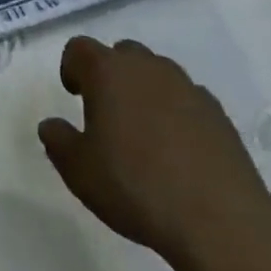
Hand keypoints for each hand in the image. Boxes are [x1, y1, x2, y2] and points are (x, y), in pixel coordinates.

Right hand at [38, 37, 270, 266]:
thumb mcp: (80, 172)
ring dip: (145, 91)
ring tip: (145, 134)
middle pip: (121, 54)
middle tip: (108, 114)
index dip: (72, 67)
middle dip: (111, 75)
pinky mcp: (218, 112)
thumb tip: (50, 125)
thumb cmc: (137, 187)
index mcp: (107, 71)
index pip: (79, 48)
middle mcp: (145, 66)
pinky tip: (179, 151)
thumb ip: (58, 141)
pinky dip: (177, 113)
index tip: (74, 95)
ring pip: (156, 73)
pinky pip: (187, 99)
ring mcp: (186, 86)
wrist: (220, 222)